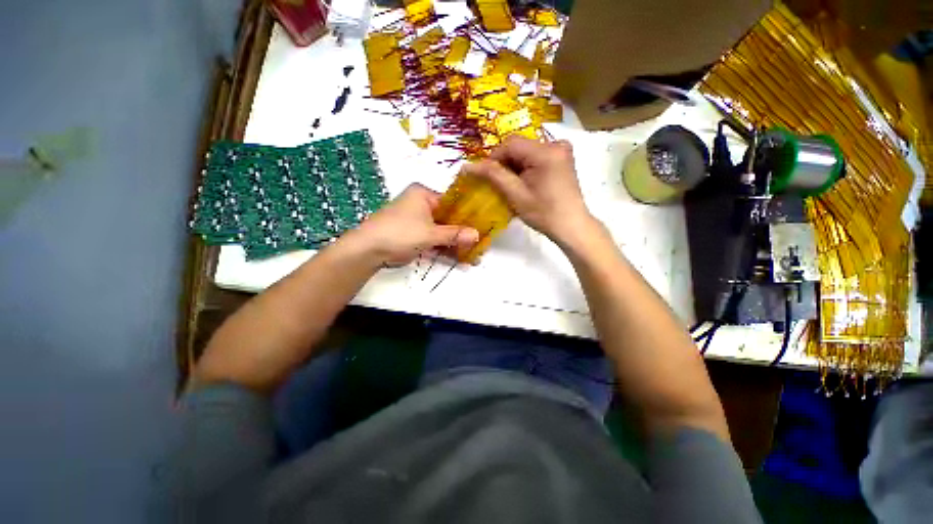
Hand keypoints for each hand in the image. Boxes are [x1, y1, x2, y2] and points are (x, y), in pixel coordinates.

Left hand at [349, 183, 478, 266]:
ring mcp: (418, 222)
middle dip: (464, 235)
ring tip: (474, 257)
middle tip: (480, 245)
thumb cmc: (400, 232)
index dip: (468, 215)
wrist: (368, 250)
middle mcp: (422, 206)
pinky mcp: (415, 237)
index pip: (452, 202)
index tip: (483, 226)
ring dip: (456, 245)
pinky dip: (445, 250)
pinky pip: (434, 241)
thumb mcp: (429, 233)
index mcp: (424, 195)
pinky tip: (460, 260)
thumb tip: (477, 235)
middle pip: (448, 219)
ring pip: (442, 232)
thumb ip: (454, 234)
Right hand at [463, 136, 595, 245]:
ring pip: (526, 151)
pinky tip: (524, 182)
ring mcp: (561, 150)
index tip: (486, 176)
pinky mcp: (562, 158)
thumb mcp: (515, 195)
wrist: (571, 226)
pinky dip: (525, 167)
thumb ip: (492, 176)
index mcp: (546, 151)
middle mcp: (556, 144)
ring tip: (511, 185)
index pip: (510, 143)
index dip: (494, 158)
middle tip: (499, 183)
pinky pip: (536, 156)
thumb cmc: (543, 213)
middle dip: (505, 163)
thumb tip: (466, 166)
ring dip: (514, 166)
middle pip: (519, 146)